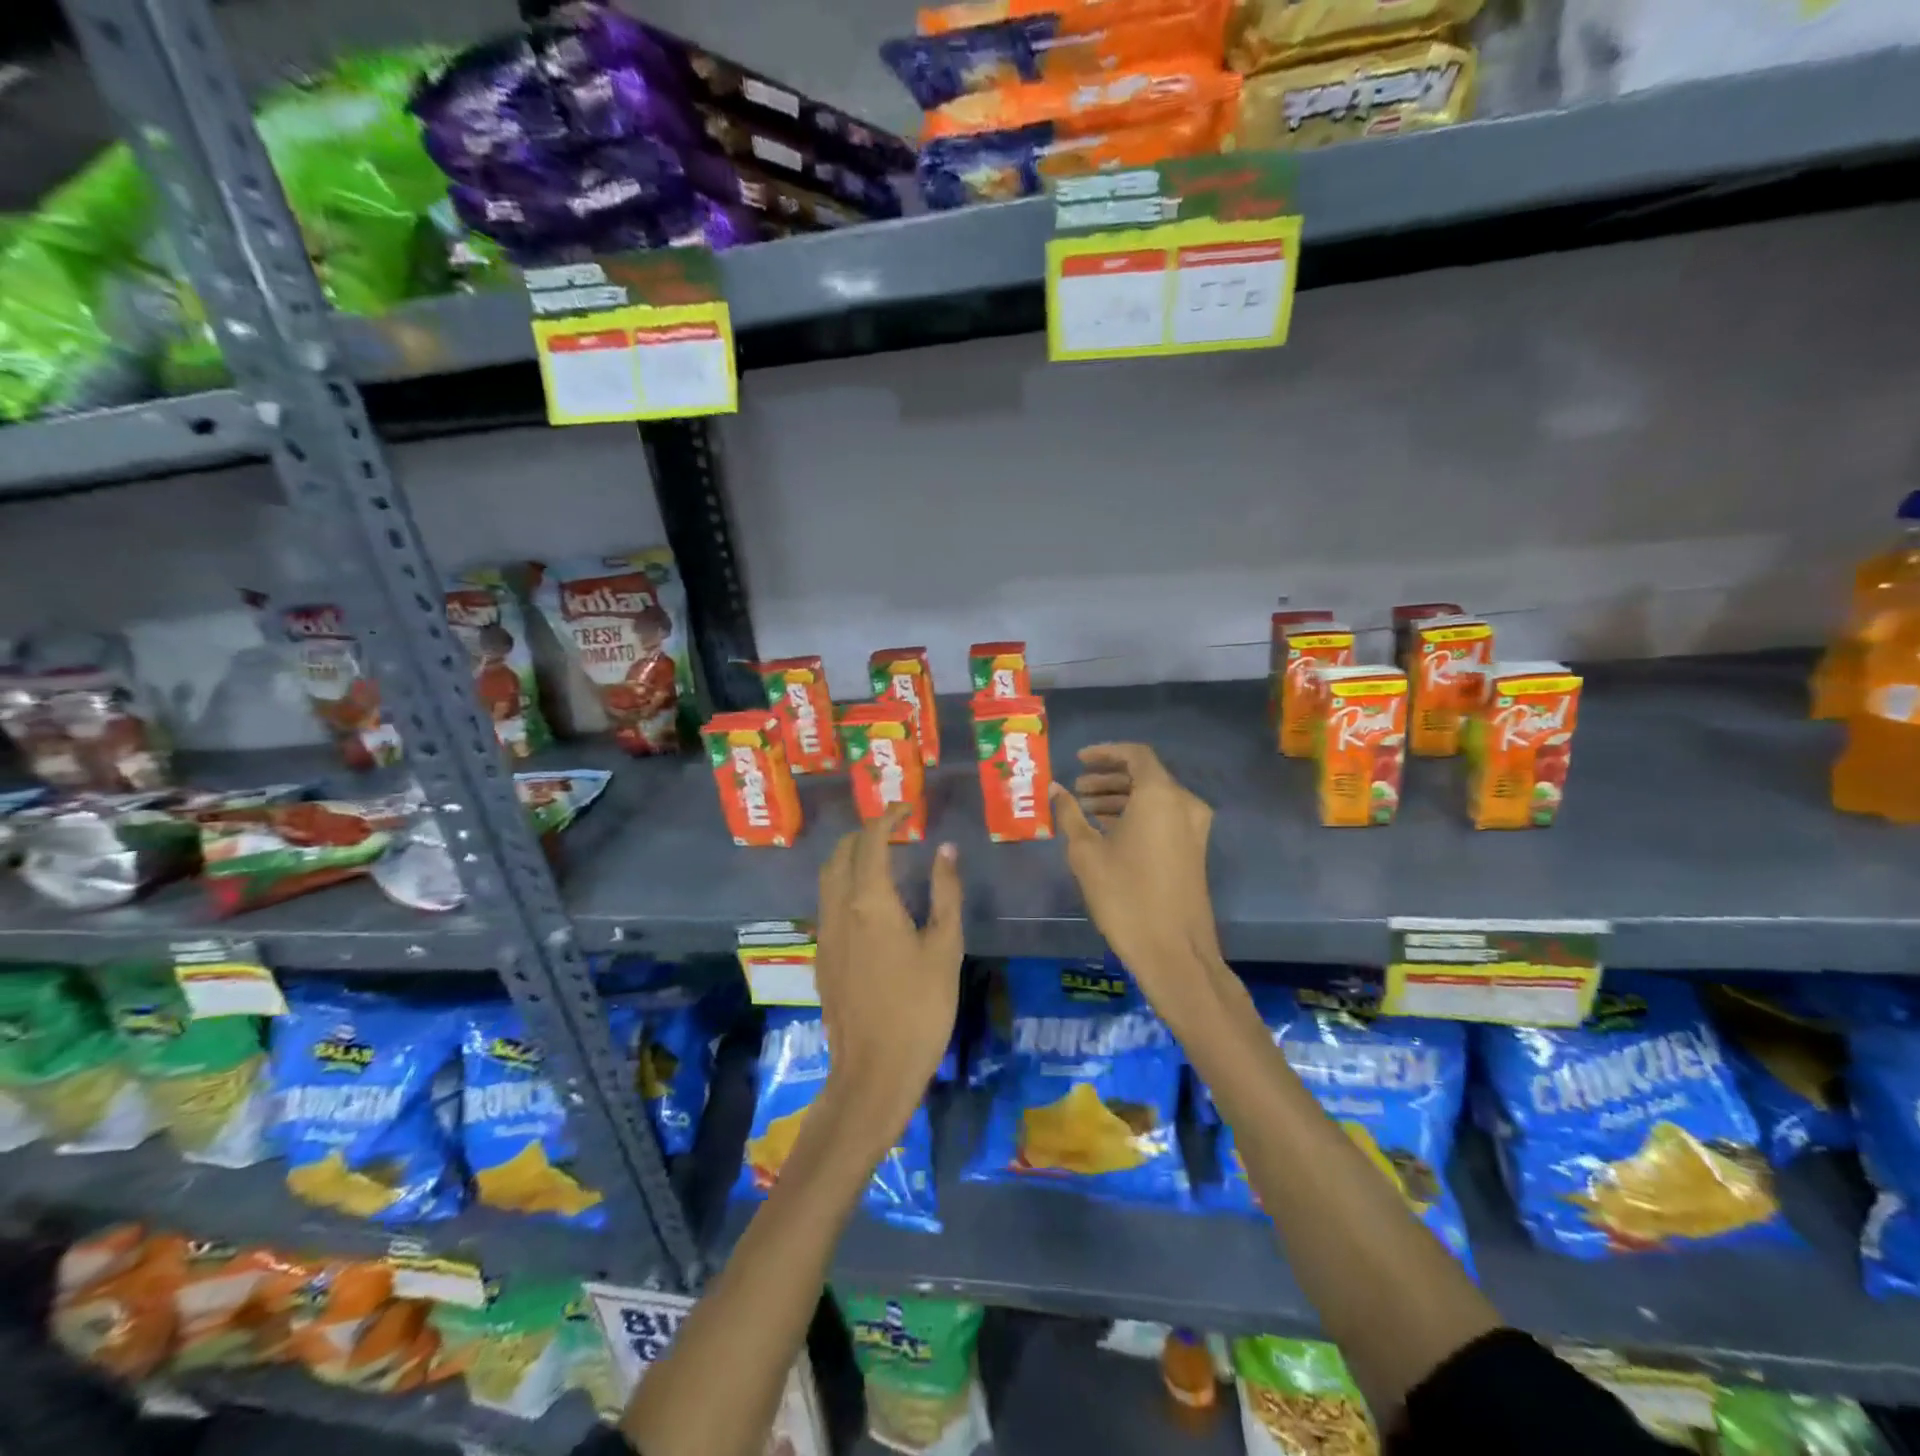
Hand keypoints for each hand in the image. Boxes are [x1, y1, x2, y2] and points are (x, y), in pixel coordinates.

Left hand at [813, 804, 962, 1149]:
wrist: (874, 1071)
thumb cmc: (921, 1007)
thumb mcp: (945, 947)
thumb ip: (945, 893)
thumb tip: (945, 850)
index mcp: (870, 900)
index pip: (871, 840)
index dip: (888, 817)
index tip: (907, 808)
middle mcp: (839, 909)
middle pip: (841, 853)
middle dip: (865, 833)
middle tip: (895, 831)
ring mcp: (825, 934)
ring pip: (828, 878)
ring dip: (851, 857)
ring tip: (882, 859)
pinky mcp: (821, 958)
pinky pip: (827, 904)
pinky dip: (844, 884)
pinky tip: (868, 903)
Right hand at [1051, 743, 1222, 1002]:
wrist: (1174, 951)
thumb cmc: (1125, 896)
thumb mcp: (1086, 853)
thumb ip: (1069, 814)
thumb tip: (1054, 790)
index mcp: (1160, 795)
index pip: (1135, 755)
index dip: (1105, 753)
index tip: (1078, 761)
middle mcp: (1184, 803)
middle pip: (1145, 775)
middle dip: (1109, 778)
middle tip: (1077, 789)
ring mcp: (1193, 828)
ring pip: (1154, 798)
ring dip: (1121, 798)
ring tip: (1085, 810)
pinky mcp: (1194, 850)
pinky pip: (1163, 817)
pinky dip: (1136, 815)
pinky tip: (1107, 831)